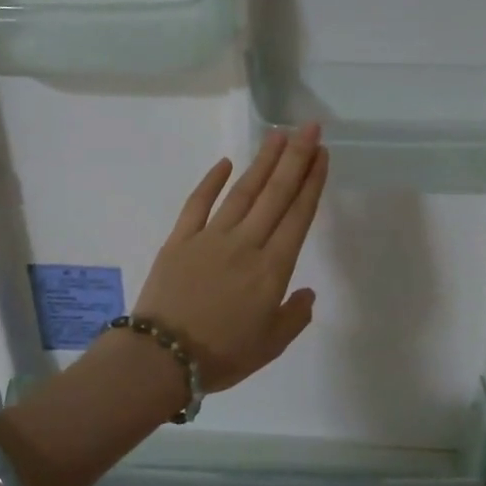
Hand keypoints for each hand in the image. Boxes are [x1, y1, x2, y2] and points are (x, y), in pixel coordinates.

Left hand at [132, 125, 328, 392]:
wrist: (163, 357)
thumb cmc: (222, 355)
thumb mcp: (271, 345)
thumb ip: (294, 316)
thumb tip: (307, 291)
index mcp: (272, 269)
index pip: (298, 216)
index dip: (312, 183)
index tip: (322, 155)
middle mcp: (246, 244)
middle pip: (275, 194)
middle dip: (295, 158)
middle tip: (309, 128)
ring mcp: (210, 237)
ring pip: (242, 192)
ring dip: (262, 162)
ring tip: (277, 135)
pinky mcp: (180, 239)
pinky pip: (198, 203)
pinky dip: (212, 181)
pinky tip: (226, 163)